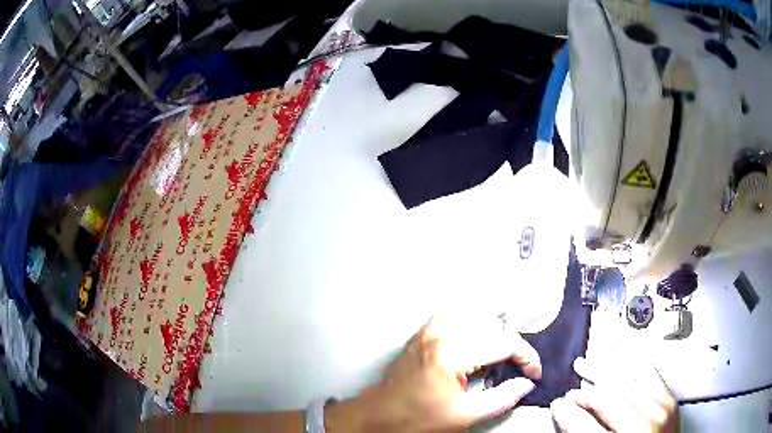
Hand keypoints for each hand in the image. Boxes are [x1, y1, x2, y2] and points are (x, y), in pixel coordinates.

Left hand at [327, 314, 542, 431]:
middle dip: (513, 345)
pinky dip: (475, 322)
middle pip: (494, 325)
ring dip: (496, 332)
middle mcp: (441, 332)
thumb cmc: (419, 419)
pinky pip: (457, 314)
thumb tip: (528, 383)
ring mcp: (429, 328)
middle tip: (518, 367)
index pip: (504, 343)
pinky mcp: (423, 330)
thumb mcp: (464, 415)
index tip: (534, 374)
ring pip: (477, 314)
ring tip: (501, 355)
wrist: (379, 415)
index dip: (527, 358)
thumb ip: (502, 398)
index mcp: (452, 353)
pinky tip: (479, 340)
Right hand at [551, 357, 678, 432]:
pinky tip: (626, 357)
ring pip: (629, 380)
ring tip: (591, 361)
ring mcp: (660, 412)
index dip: (568, 411)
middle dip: (586, 388)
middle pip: (608, 396)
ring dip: (607, 369)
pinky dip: (635, 364)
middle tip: (572, 383)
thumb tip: (570, 421)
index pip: (585, 423)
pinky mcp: (671, 403)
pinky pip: (651, 375)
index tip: (560, 404)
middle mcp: (642, 426)